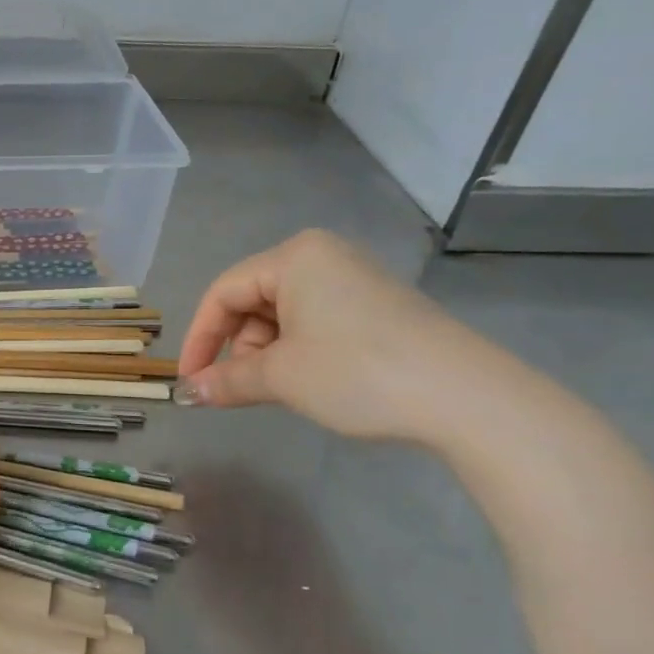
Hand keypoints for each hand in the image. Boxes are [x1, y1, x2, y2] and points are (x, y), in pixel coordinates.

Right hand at [175, 229, 500, 442]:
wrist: (466, 397)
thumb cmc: (357, 372)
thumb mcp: (281, 377)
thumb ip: (226, 381)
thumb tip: (186, 393)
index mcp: (294, 256)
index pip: (224, 292)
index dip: (200, 338)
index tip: (189, 381)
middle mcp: (323, 256)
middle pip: (254, 301)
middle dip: (241, 347)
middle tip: (244, 390)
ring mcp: (355, 278)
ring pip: (285, 314)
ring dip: (271, 353)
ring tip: (286, 389)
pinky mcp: (378, 305)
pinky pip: (317, 321)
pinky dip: (301, 351)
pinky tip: (315, 380)